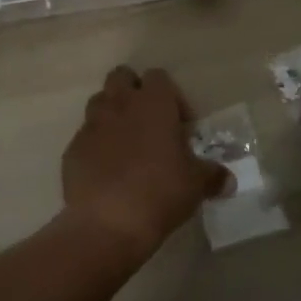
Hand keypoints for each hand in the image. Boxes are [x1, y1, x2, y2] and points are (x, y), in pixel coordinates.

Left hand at [62, 66, 229, 259]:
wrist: (108, 223)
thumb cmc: (160, 192)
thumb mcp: (196, 185)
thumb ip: (212, 176)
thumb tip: (228, 180)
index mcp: (153, 103)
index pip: (159, 77)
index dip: (172, 96)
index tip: (181, 125)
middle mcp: (119, 104)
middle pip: (122, 77)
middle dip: (134, 91)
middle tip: (149, 123)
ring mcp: (91, 125)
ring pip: (100, 102)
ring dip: (113, 114)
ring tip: (127, 145)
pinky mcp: (73, 149)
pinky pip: (86, 136)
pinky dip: (96, 145)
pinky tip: (107, 171)